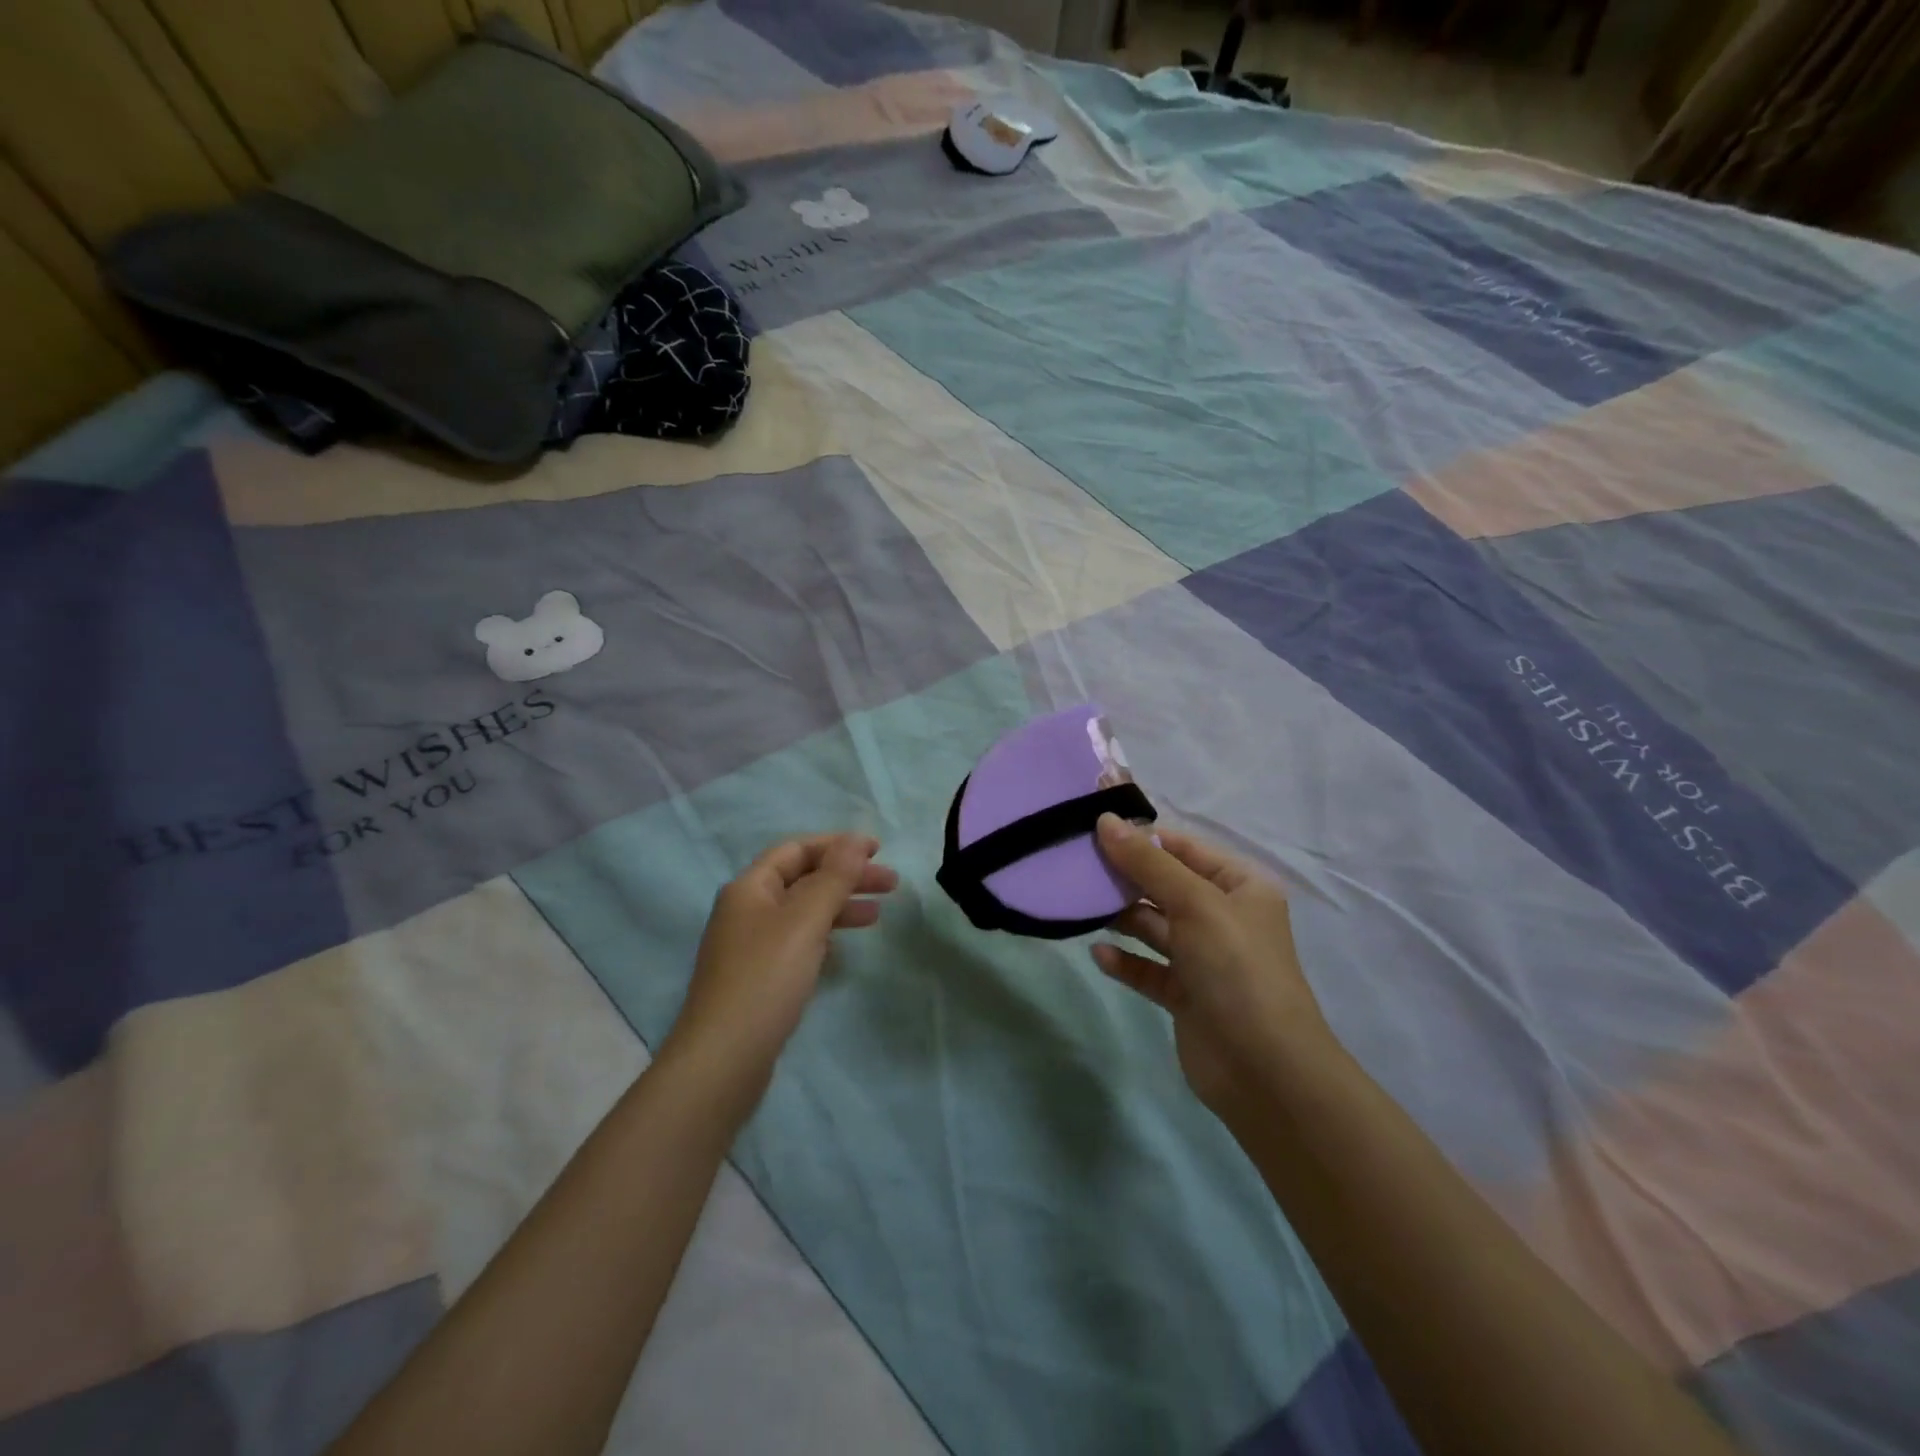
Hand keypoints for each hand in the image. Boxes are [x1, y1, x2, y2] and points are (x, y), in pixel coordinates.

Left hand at [668, 834, 896, 1082]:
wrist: (723, 1060)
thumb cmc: (766, 979)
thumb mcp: (805, 921)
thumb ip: (834, 878)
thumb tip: (854, 840)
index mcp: (750, 888)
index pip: (796, 850)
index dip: (837, 845)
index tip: (878, 850)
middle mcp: (746, 911)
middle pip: (802, 880)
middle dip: (846, 877)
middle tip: (891, 885)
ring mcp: (750, 947)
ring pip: (802, 913)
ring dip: (840, 907)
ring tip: (878, 917)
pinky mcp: (759, 979)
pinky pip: (797, 943)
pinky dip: (824, 937)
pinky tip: (843, 950)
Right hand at [1091, 816, 1331, 1115]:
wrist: (1264, 1070)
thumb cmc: (1236, 969)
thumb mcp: (1195, 904)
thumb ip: (1148, 863)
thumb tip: (1106, 821)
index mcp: (1240, 887)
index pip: (1185, 849)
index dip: (1143, 838)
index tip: (1094, 832)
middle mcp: (1223, 918)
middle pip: (1166, 886)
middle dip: (1126, 877)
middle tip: (1078, 867)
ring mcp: (1204, 958)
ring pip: (1154, 926)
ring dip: (1121, 917)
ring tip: (1081, 906)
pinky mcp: (1185, 994)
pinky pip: (1148, 968)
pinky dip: (1125, 960)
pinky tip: (1098, 953)